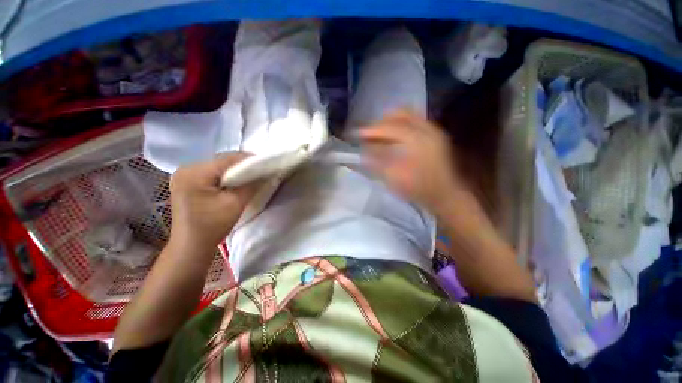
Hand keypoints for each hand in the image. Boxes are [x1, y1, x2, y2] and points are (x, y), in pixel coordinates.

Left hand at [168, 152, 260, 251]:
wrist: (191, 246)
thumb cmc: (212, 226)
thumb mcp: (236, 204)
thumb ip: (251, 184)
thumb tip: (264, 172)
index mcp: (194, 173)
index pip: (227, 159)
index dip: (249, 160)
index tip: (266, 164)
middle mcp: (186, 168)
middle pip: (221, 161)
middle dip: (242, 165)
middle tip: (260, 172)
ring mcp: (184, 175)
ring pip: (218, 166)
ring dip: (235, 171)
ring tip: (250, 177)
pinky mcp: (187, 182)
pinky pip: (211, 173)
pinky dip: (225, 176)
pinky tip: (234, 183)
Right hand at [360, 110, 463, 213]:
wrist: (445, 195)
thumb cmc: (418, 188)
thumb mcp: (394, 176)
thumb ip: (378, 159)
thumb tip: (364, 149)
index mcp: (417, 139)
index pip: (390, 127)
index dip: (372, 130)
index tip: (357, 133)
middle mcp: (427, 128)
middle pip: (401, 113)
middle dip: (382, 121)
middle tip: (370, 133)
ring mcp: (433, 130)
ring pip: (408, 116)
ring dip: (391, 122)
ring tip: (379, 134)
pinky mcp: (435, 136)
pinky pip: (415, 122)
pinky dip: (401, 126)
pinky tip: (394, 138)